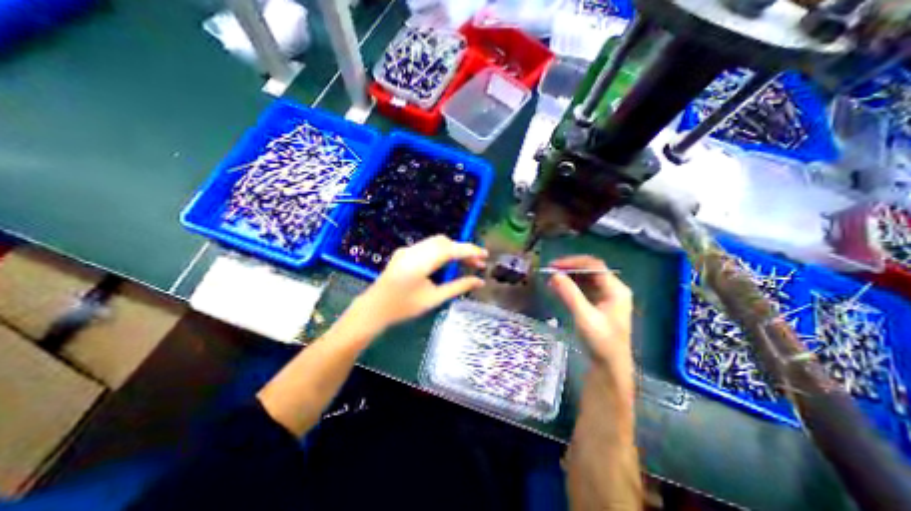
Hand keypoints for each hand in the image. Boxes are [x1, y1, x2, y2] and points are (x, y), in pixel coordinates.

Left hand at [349, 235, 491, 333]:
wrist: (373, 309)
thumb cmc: (403, 308)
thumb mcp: (434, 299)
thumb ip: (458, 287)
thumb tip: (480, 282)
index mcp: (420, 263)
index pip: (450, 250)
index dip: (470, 250)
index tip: (485, 255)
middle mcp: (413, 250)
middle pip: (444, 242)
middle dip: (463, 249)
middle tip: (477, 263)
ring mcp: (407, 249)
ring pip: (436, 242)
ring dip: (453, 249)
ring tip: (466, 263)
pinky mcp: (404, 252)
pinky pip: (428, 246)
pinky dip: (442, 251)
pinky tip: (448, 263)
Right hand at [548, 255, 634, 366]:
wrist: (609, 367)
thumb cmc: (600, 342)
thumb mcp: (584, 316)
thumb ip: (569, 293)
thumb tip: (554, 274)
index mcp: (616, 289)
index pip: (594, 265)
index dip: (573, 262)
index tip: (553, 266)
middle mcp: (613, 289)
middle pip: (590, 270)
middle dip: (570, 268)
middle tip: (550, 271)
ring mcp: (606, 297)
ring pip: (586, 279)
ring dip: (569, 276)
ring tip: (551, 279)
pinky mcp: (599, 304)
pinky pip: (584, 288)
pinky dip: (571, 286)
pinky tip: (558, 288)